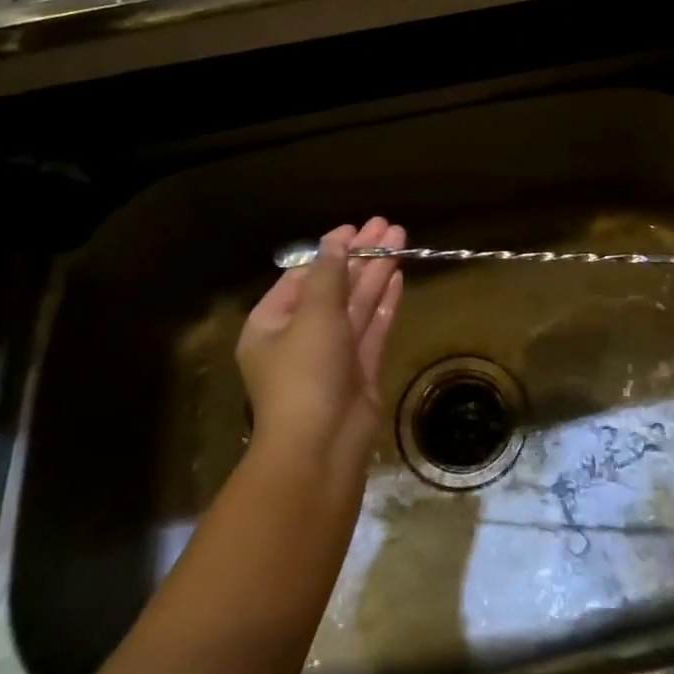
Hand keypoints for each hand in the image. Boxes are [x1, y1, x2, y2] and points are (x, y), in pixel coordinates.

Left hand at [236, 217, 404, 479]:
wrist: (321, 446)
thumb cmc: (305, 373)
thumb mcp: (314, 315)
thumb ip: (329, 273)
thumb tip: (336, 239)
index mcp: (271, 323)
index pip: (302, 276)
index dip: (330, 250)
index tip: (356, 228)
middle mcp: (299, 335)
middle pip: (334, 286)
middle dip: (360, 256)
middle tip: (388, 227)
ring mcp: (332, 354)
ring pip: (356, 304)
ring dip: (376, 272)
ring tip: (401, 239)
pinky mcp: (359, 369)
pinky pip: (371, 327)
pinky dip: (384, 301)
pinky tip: (398, 275)